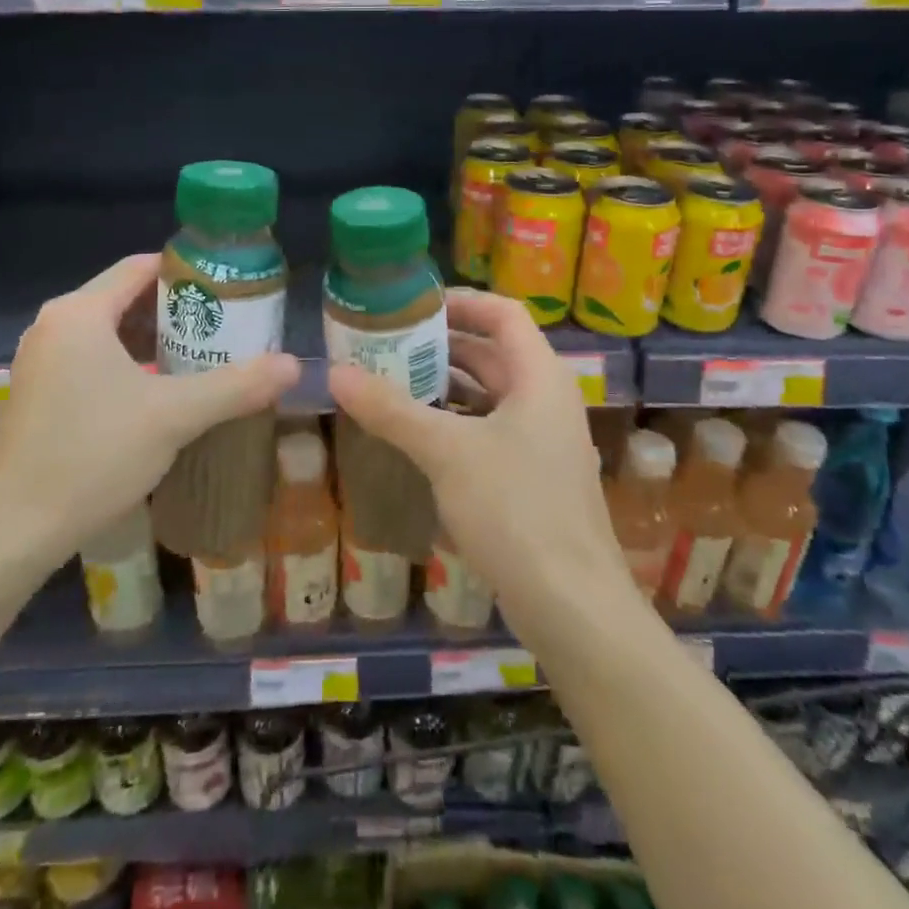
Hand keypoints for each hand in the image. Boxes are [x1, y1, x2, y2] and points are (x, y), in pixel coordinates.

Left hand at [0, 253, 300, 572]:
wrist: (10, 531)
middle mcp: (54, 326)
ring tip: (204, 357)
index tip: (230, 287)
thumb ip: (236, 386)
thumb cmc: (91, 455)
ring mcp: (40, 361)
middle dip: (178, 311)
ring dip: (155, 343)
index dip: (188, 271)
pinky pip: (92, 361)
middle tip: (227, 327)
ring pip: (109, 334)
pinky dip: (129, 366)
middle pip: (126, 299)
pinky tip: (160, 394)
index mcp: (80, 313)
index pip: (140, 268)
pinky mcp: (37, 394)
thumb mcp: (173, 417)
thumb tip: (293, 365)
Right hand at [328, 288, 625, 622]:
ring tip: (391, 382)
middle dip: (442, 345)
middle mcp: (546, 400)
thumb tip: (335, 373)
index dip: (461, 302)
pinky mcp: (534, 478)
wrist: (573, 606)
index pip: (504, 314)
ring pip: (490, 396)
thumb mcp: (446, 452)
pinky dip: (455, 423)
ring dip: (445, 386)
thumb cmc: (515, 509)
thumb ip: (391, 409)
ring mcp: (544, 442)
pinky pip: (490, 431)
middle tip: (387, 344)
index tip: (413, 306)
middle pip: (494, 353)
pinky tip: (416, 435)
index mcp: (539, 376)